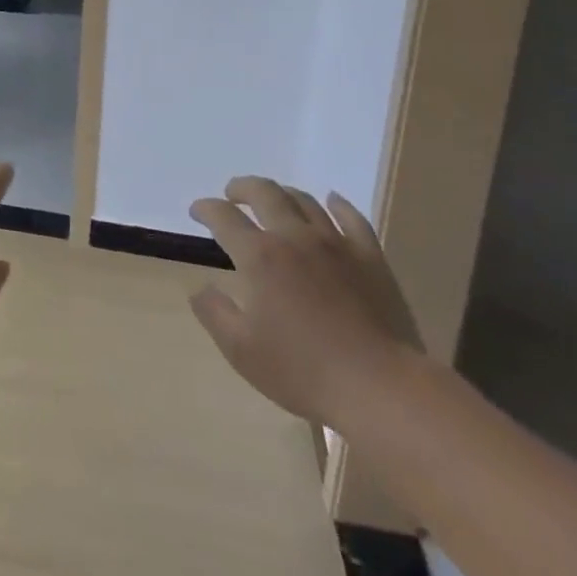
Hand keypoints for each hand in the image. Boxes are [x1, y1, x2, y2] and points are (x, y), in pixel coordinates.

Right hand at [188, 177, 422, 429]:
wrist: (379, 387)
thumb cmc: (303, 371)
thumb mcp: (241, 350)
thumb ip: (214, 313)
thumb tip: (199, 289)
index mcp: (259, 256)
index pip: (223, 217)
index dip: (206, 208)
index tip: (197, 211)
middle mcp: (294, 237)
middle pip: (264, 193)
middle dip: (242, 188)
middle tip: (232, 193)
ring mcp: (336, 244)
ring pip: (305, 201)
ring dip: (283, 193)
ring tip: (274, 198)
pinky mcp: (370, 258)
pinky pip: (353, 218)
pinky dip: (338, 205)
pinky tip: (331, 201)